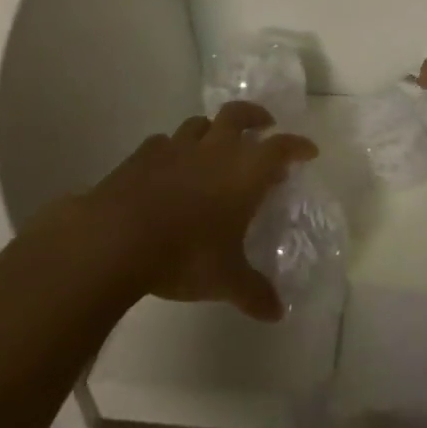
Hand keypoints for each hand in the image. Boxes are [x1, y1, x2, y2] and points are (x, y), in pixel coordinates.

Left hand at [87, 102, 316, 320]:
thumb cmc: (185, 254)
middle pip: (239, 114)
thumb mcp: (225, 280)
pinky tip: (169, 165)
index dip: (297, 146)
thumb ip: (253, 292)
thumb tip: (277, 312)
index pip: (281, 148)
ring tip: (215, 144)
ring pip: (200, 123)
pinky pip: (164, 142)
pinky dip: (172, 149)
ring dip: (212, 130)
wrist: (117, 237)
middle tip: (264, 125)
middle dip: (255, 116)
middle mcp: (215, 149)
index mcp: (244, 171)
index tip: (308, 150)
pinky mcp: (143, 154)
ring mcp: (177, 147)